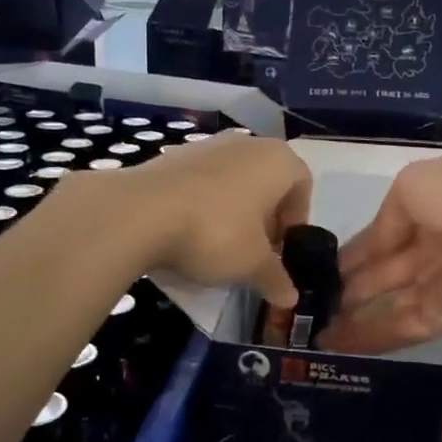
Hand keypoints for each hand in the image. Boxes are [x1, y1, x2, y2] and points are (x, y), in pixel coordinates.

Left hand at [98, 134, 312, 306]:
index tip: (282, 250)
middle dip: (265, 217)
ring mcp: (206, 145)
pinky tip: (189, 234)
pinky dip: (203, 205)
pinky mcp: (172, 156)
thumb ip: (276, 278)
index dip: (296, 221)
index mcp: (277, 160)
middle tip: (255, 252)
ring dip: (233, 210)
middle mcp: (246, 144)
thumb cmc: (216, 232)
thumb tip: (290, 298)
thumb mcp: (252, 264)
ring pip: (233, 180)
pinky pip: (201, 182)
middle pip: (266, 182)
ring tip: (220, 245)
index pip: (302, 185)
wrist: (140, 212)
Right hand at [322, 155, 441, 354]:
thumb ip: (389, 217)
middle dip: (351, 287)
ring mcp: (441, 284)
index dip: (356, 250)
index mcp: (431, 208)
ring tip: (315, 332)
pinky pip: (401, 326)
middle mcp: (435, 246)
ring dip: (353, 317)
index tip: (324, 268)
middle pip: (385, 271)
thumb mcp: (412, 186)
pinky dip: (368, 336)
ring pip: (389, 302)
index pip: (385, 233)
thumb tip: (375, 246)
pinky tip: (334, 346)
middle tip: (314, 304)